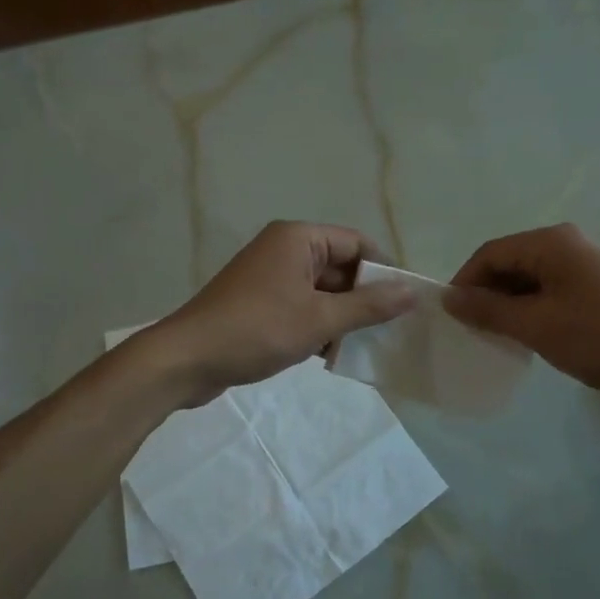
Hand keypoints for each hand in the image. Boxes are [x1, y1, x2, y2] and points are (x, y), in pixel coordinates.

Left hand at [147, 222, 413, 404]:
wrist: (186, 360)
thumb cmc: (257, 330)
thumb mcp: (320, 319)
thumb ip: (369, 306)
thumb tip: (412, 292)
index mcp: (298, 238)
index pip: (357, 243)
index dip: (384, 270)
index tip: (406, 303)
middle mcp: (284, 249)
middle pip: (340, 266)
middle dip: (363, 298)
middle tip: (390, 330)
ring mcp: (269, 276)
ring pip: (321, 291)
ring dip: (341, 316)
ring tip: (363, 346)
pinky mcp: (258, 302)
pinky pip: (301, 306)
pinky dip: (317, 325)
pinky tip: (329, 355)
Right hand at [443, 223, 599, 396]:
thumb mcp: (537, 326)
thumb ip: (489, 310)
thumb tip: (449, 297)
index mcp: (552, 242)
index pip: (491, 252)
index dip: (465, 282)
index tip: (452, 316)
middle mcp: (571, 243)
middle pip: (512, 261)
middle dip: (488, 293)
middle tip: (475, 329)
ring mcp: (592, 263)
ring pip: (534, 278)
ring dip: (513, 304)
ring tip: (503, 336)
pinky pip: (557, 289)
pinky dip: (537, 308)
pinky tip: (537, 334)